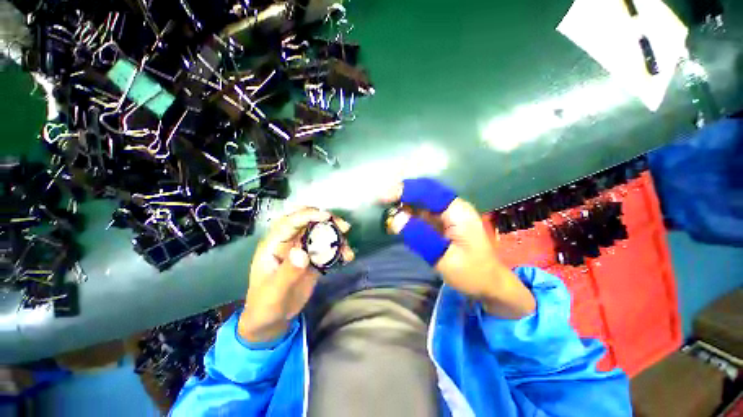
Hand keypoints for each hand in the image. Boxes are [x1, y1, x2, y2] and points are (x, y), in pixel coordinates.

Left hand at [238, 207, 353, 342]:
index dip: (308, 215)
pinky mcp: (313, 258)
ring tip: (347, 250)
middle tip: (344, 227)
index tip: (327, 216)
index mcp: (274, 244)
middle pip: (309, 222)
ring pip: (322, 234)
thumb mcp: (274, 293)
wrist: (272, 319)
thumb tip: (302, 252)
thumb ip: (287, 273)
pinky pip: (328, 248)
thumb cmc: (265, 305)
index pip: (290, 222)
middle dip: (328, 221)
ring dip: (337, 237)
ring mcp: (303, 249)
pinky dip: (339, 250)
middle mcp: (290, 242)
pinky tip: (347, 257)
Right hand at [382, 178, 534, 318]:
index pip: (428, 191)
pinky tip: (398, 221)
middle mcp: (453, 207)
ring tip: (386, 211)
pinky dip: (408, 214)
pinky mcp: (443, 222)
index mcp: (457, 211)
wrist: (489, 284)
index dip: (404, 190)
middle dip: (402, 193)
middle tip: (381, 202)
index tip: (384, 198)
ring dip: (403, 203)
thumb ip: (419, 237)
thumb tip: (395, 220)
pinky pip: (423, 213)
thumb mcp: (444, 258)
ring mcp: (448, 214)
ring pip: (422, 200)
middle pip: (424, 191)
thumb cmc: (472, 273)